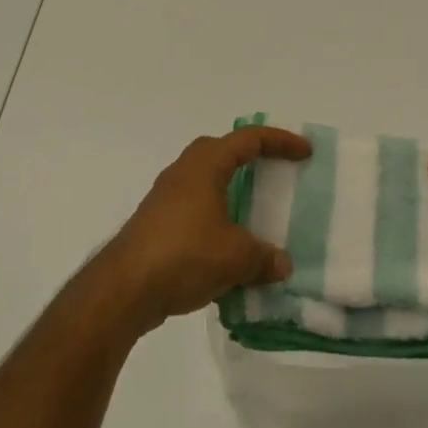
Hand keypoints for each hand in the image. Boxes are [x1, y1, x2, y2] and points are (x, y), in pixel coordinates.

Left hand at [98, 125, 311, 336]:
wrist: (123, 288)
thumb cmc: (184, 255)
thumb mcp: (235, 258)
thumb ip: (263, 257)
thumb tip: (281, 264)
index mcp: (206, 164)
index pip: (249, 139)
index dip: (280, 141)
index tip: (305, 151)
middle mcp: (185, 170)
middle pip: (223, 151)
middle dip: (251, 158)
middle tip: (275, 172)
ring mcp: (166, 196)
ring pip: (207, 181)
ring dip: (231, 191)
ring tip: (253, 213)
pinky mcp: (156, 223)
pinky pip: (195, 208)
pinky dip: (215, 217)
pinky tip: (225, 248)